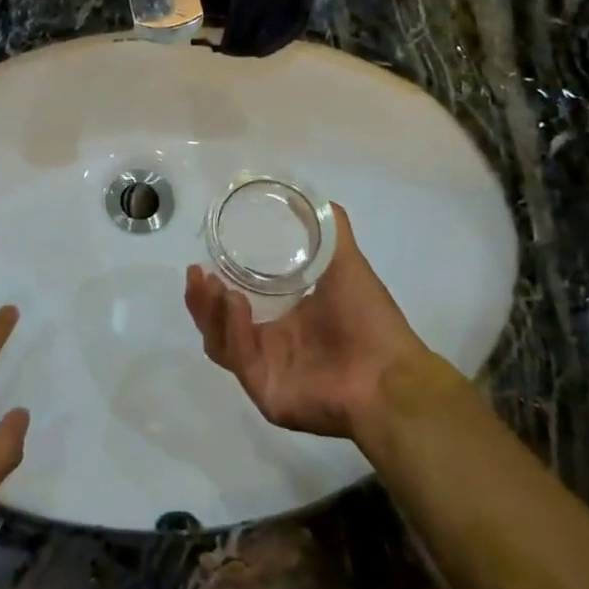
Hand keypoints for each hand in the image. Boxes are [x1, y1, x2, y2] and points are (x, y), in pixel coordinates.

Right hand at [185, 204, 460, 440]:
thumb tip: (302, 195)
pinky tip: (235, 304)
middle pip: (218, 325)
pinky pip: (241, 360)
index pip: (234, 307)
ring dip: (210, 313)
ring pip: (220, 343)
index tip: (202, 263)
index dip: (213, 288)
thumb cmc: (370, 320)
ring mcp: (266, 372)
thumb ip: (328, 229)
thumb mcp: (345, 263)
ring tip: (212, 285)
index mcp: (283, 323)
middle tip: (196, 274)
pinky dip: (235, 331)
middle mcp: (270, 348)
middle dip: (201, 300)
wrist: (392, 376)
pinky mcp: (266, 393)